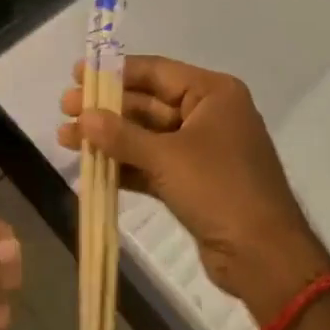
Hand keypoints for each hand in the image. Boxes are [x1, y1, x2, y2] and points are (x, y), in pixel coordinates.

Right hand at [59, 56, 329, 323]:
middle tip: (64, 108)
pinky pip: (153, 164)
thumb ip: (121, 135)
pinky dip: (125, 166)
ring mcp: (202, 150)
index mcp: (213, 93)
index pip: (156, 71)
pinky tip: (91, 168)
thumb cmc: (220, 190)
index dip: (114, 72)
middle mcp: (209, 114)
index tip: (78, 74)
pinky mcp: (194, 182)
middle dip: (106, 110)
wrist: (265, 258)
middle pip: (148, 103)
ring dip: (109, 139)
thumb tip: (83, 116)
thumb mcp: (167, 158)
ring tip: (65, 138)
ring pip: (147, 136)